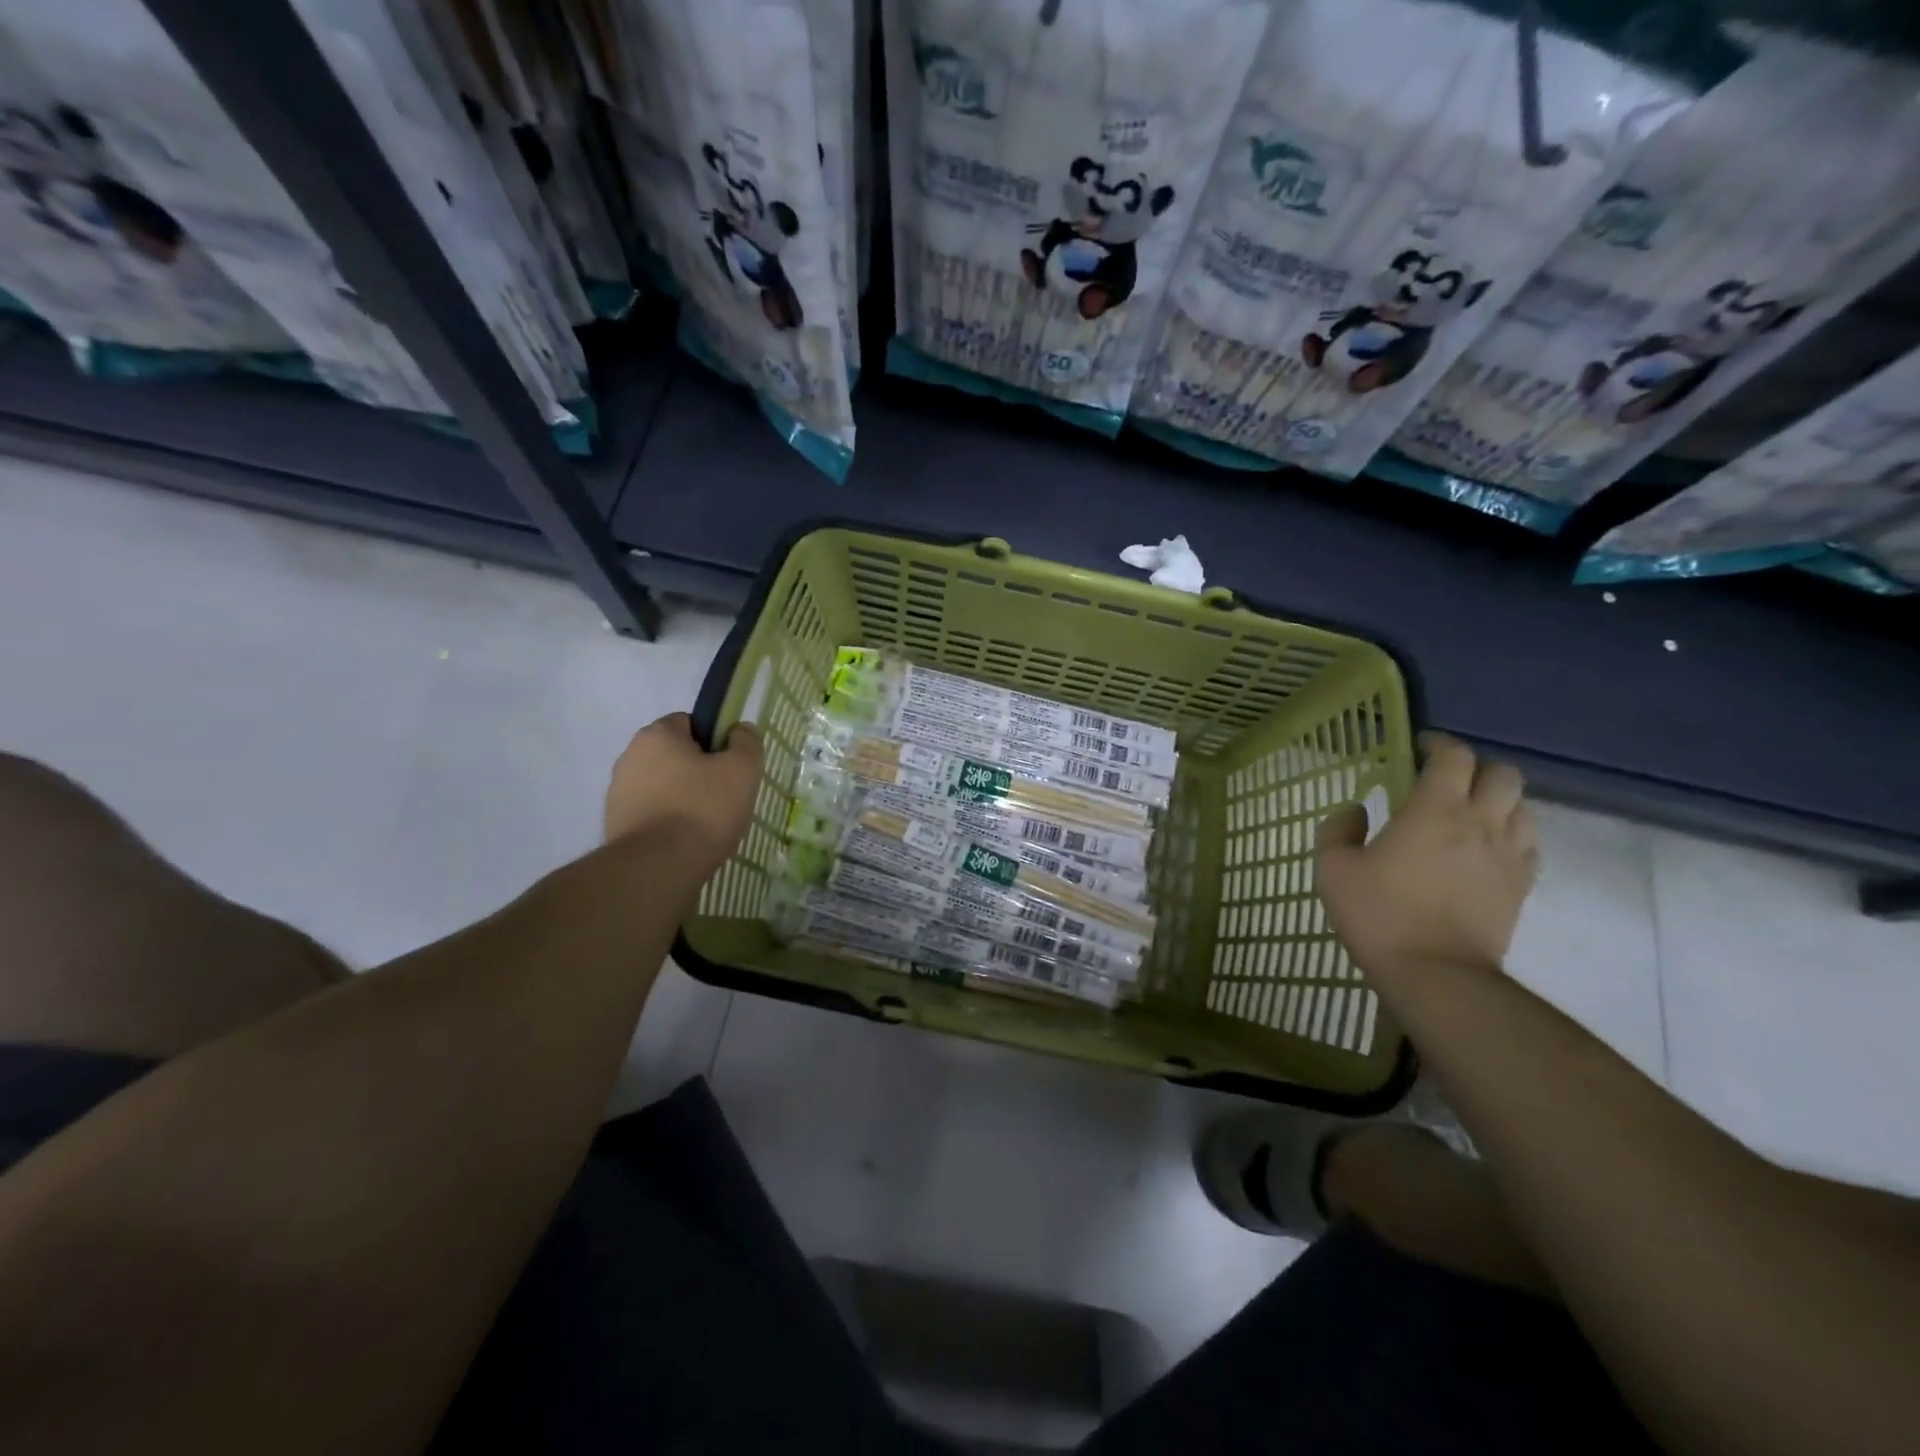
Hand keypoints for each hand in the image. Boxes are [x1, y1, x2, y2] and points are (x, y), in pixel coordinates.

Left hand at [604, 713, 761, 877]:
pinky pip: (651, 814)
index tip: (730, 767)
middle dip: (699, 772)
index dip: (715, 741)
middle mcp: (629, 757)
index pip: (690, 723)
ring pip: (663, 787)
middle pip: (675, 756)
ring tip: (707, 826)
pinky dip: (668, 822)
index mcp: (656, 735)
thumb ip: (746, 742)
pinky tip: (686, 842)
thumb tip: (740, 731)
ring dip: (683, 799)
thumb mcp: (742, 769)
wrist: (657, 868)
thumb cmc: (703, 809)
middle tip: (725, 798)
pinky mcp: (615, 825)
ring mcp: (618, 793)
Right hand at [1315, 733, 1538, 984]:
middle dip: (1476, 768)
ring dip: (1499, 800)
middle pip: (1503, 774)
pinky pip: (1529, 845)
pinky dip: (1511, 835)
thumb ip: (1338, 829)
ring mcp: (1508, 856)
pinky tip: (1487, 849)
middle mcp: (1481, 823)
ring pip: (1524, 807)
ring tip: (1471, 813)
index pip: (1454, 756)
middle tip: (1447, 780)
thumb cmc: (1379, 915)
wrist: (1436, 974)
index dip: (1439, 744)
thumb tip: (1355, 810)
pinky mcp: (1521, 886)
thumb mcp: (1333, 869)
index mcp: (1435, 809)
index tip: (1420, 748)